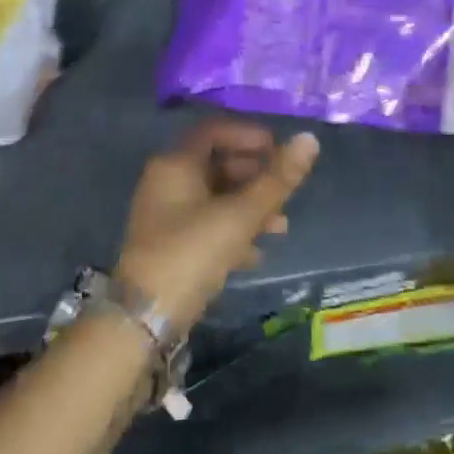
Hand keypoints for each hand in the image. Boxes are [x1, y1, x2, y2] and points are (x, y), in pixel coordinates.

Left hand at [116, 119, 319, 331]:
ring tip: (281, 227)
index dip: (248, 135)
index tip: (277, 149)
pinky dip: (233, 231)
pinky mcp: (169, 246)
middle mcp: (166, 182)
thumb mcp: (241, 215)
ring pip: (214, 197)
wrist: (143, 322)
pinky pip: (206, 225)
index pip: (214, 131)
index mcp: (176, 164)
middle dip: (254, 175)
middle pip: (216, 163)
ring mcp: (165, 216)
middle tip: (284, 189)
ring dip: (249, 206)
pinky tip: (256, 253)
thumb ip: (277, 179)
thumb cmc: (192, 253)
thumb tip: (309, 138)